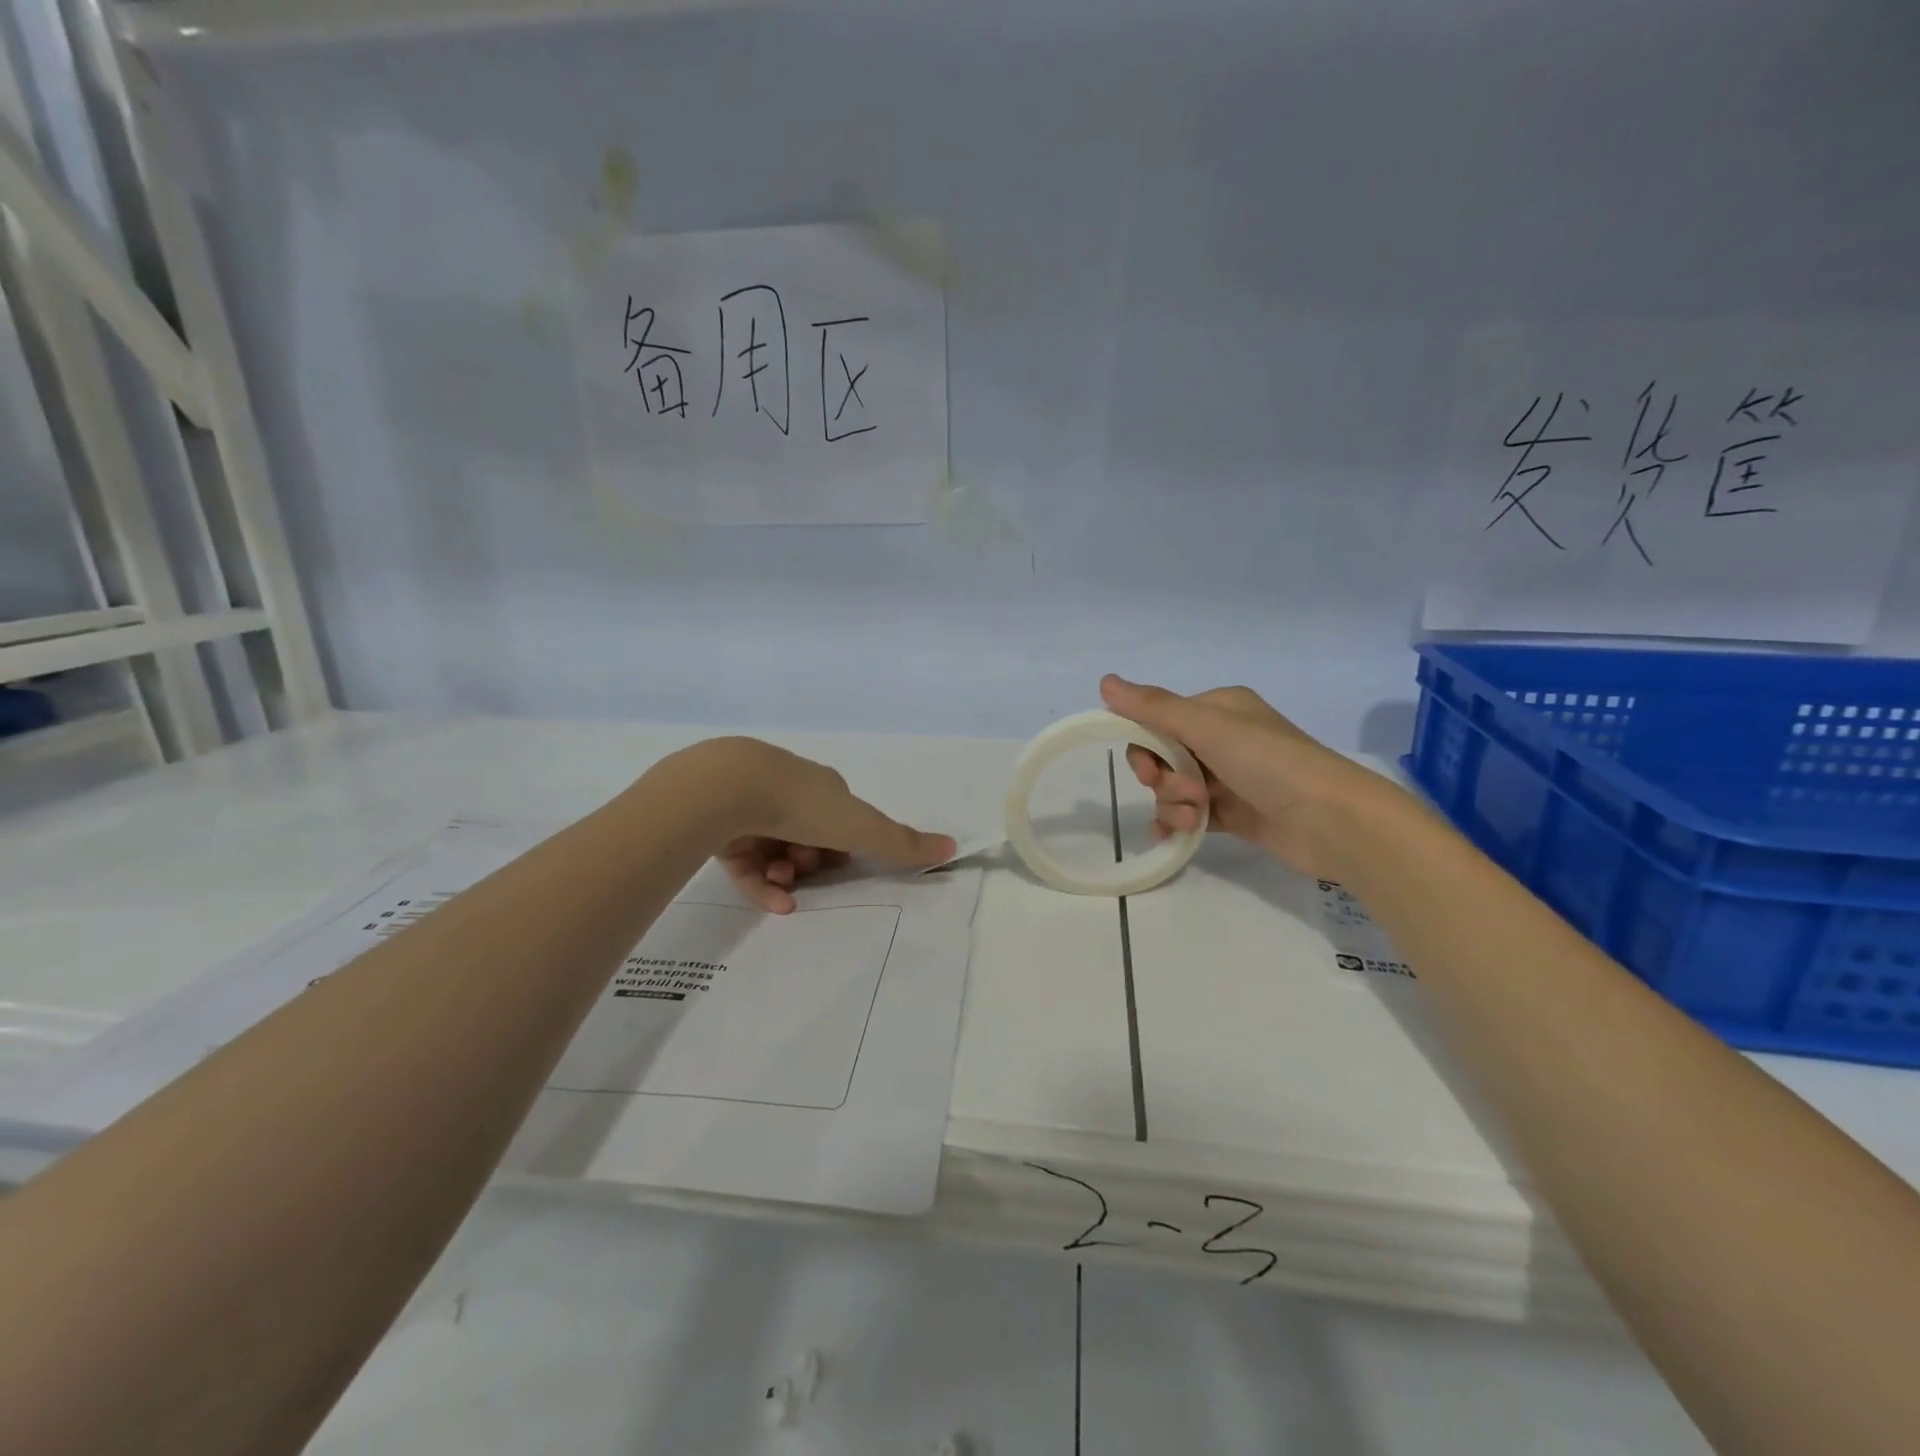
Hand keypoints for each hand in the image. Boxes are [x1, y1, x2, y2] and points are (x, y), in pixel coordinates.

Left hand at [678, 738, 954, 912]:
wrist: (728, 789)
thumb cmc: (802, 805)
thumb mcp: (861, 827)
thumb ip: (902, 843)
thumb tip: (954, 847)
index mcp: (822, 788)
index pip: (841, 820)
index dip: (846, 846)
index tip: (845, 864)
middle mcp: (787, 793)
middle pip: (809, 838)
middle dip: (813, 863)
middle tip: (808, 873)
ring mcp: (750, 808)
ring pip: (777, 853)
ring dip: (788, 877)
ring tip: (783, 886)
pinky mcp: (720, 828)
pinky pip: (746, 865)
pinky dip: (761, 885)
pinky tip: (772, 902)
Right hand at [1100, 675, 1411, 880]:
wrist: (1332, 821)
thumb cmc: (1270, 763)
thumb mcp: (1208, 728)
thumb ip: (1154, 708)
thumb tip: (1104, 681)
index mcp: (1219, 709)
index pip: (1159, 721)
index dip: (1145, 746)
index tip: (1149, 769)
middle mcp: (1223, 739)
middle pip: (1164, 756)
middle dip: (1164, 779)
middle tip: (1185, 794)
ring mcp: (1229, 777)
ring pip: (1175, 787)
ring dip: (1174, 804)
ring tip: (1196, 818)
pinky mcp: (1235, 813)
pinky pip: (1190, 813)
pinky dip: (1179, 823)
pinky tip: (1174, 836)